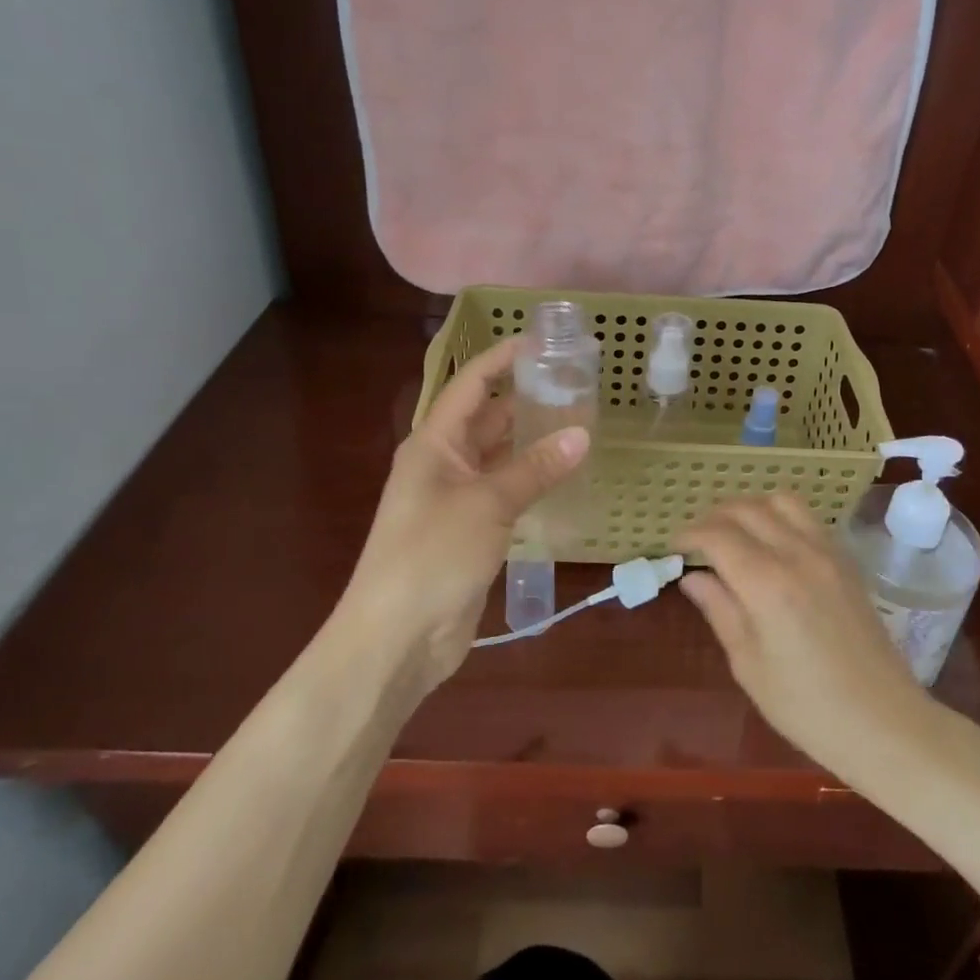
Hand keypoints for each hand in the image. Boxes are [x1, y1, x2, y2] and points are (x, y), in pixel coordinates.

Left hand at [334, 338, 588, 700]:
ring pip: (501, 456)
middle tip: (578, 384)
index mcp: (434, 442)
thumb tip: (582, 434)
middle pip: (489, 418)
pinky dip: (534, 480)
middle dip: (528, 399)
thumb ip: (535, 468)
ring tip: (582, 422)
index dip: (503, 358)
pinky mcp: (472, 531)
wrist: (396, 638)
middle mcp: (444, 462)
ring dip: (534, 442)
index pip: (472, 384)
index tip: (544, 340)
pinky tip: (567, 474)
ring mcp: (457, 498)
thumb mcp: (488, 504)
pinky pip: (507, 492)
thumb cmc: (432, 555)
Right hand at [676, 495, 931, 776]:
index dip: (689, 534)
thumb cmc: (807, 708)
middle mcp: (797, 554)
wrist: (884, 723)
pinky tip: (771, 543)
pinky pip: (807, 518)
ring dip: (750, 507)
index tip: (673, 547)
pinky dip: (780, 516)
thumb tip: (692, 576)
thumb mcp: (749, 665)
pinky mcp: (846, 560)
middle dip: (714, 517)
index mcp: (767, 583)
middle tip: (697, 541)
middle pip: (747, 509)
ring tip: (733, 533)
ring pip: (781, 501)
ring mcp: (827, 552)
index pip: (717, 535)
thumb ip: (720, 610)